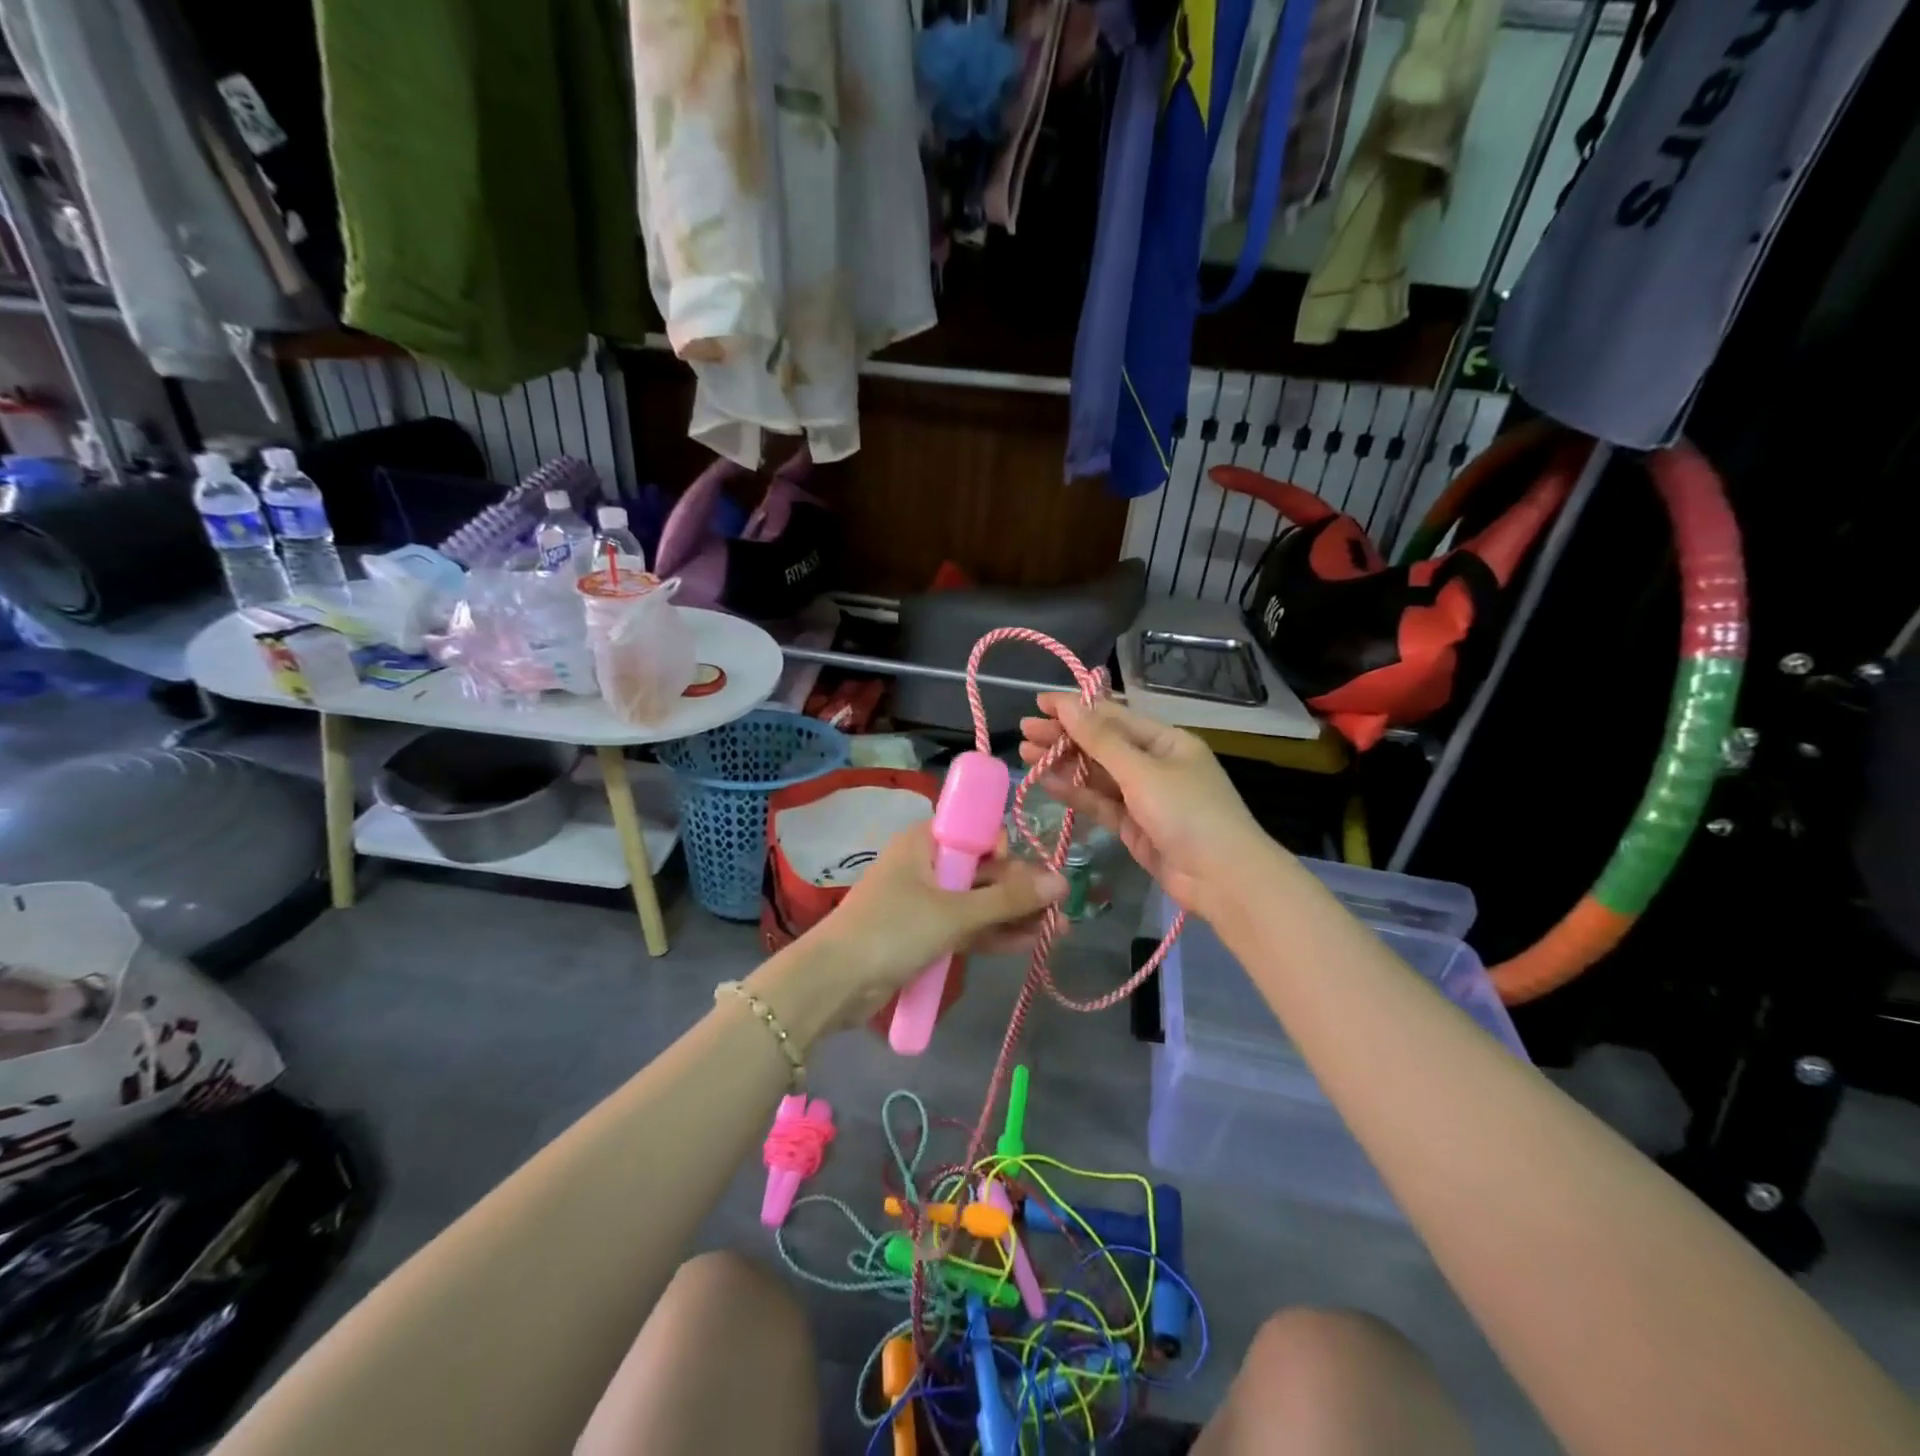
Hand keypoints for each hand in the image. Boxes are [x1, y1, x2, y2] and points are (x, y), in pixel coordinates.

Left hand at [749, 821, 1065, 1041]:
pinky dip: (994, 934)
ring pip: (978, 901)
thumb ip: (1008, 898)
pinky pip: (967, 926)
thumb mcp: (954, 913)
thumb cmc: (892, 931)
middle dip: (1020, 890)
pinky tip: (1028, 944)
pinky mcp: (924, 933)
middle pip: (983, 869)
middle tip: (1058, 910)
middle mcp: (926, 864)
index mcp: (925, 841)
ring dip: (1014, 915)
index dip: (1005, 850)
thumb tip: (1062, 881)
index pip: (976, 830)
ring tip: (1057, 931)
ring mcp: (925, 901)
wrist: (833, 983)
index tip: (1024, 874)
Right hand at [1019, 693, 1276, 919]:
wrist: (1223, 880)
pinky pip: (1100, 803)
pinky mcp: (1133, 826)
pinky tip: (1048, 782)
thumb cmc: (1189, 813)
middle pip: (1102, 745)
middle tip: (1024, 731)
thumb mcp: (1142, 771)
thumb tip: (1067, 704)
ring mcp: (1144, 797)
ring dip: (1064, 764)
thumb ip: (1100, 740)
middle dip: (1064, 737)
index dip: (1076, 708)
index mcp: (1166, 741)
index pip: (1114, 717)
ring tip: (1025, 754)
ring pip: (1097, 775)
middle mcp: (1154, 764)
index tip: (1039, 704)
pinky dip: (1075, 793)